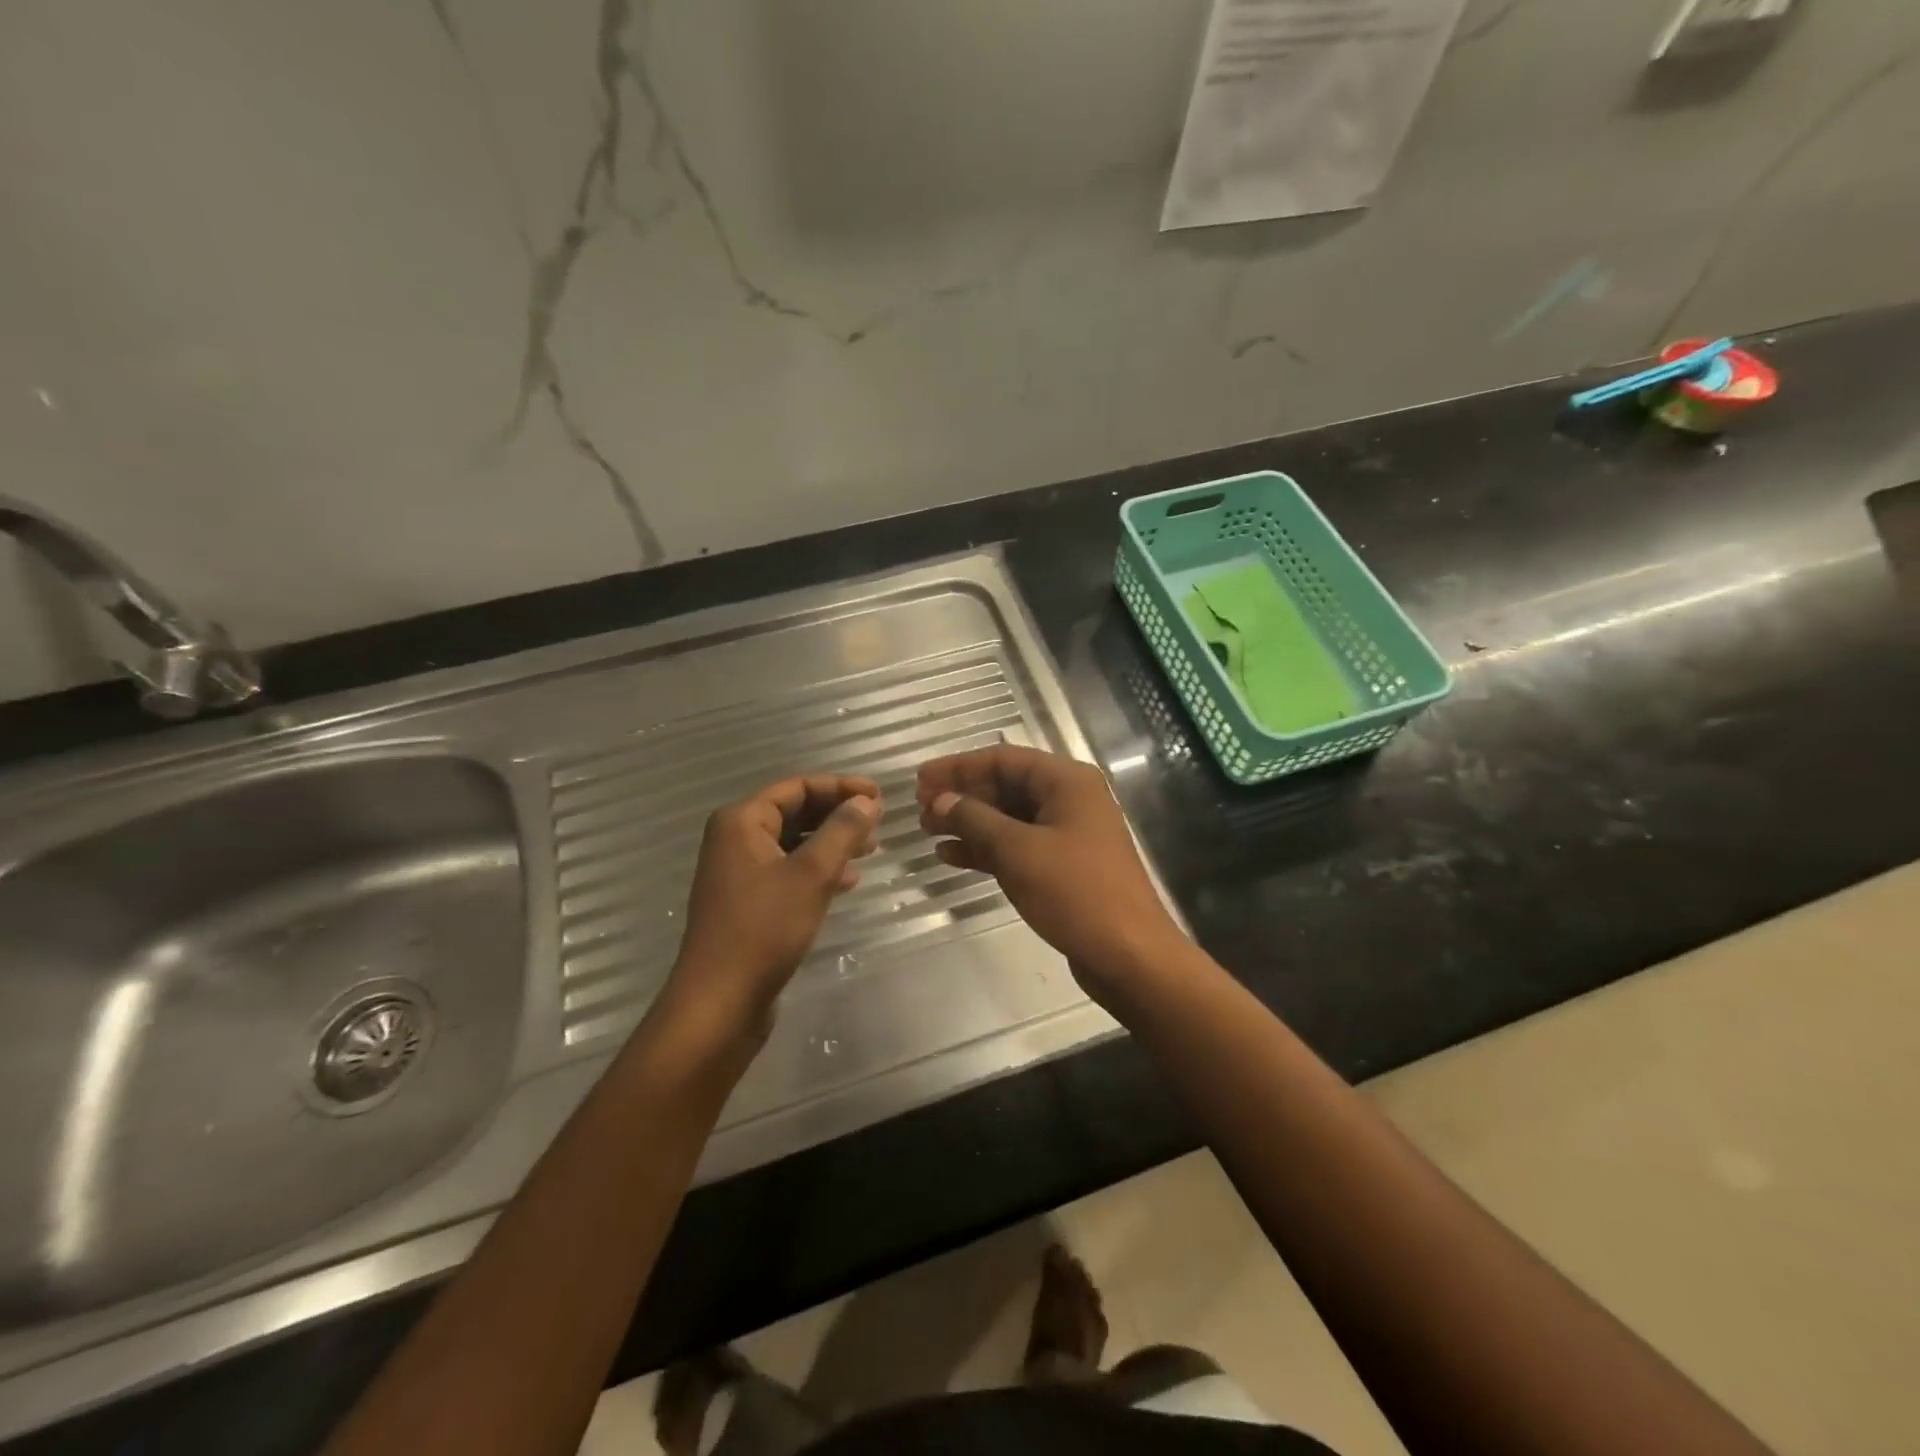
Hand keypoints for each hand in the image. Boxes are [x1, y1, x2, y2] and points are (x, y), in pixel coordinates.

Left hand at [666, 774, 880, 1035]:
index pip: (797, 787)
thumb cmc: (764, 929)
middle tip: (878, 823)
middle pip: (794, 812)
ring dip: (831, 842)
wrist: (721, 1001)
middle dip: (837, 814)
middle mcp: (736, 839)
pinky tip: (847, 882)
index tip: (880, 796)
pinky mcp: (748, 902)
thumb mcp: (811, 874)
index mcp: (742, 821)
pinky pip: (788, 870)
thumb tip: (866, 801)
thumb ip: (842, 831)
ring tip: (870, 850)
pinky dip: (817, 869)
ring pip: (794, 843)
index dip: (840, 787)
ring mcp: (739, 872)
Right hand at [917, 747, 1181, 1001]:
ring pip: (1008, 818)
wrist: (1128, 955)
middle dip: (962, 795)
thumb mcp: (1018, 850)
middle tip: (920, 808)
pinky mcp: (1063, 866)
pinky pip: (1017, 846)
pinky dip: (986, 849)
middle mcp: (1069, 800)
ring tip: (927, 831)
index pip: (1003, 759)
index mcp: (1067, 782)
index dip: (959, 767)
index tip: (920, 779)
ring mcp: (1067, 834)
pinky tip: (951, 857)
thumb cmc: (1075, 892)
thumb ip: (974, 819)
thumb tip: (940, 799)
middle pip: (1006, 786)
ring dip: (969, 823)